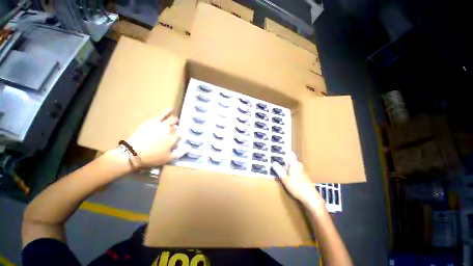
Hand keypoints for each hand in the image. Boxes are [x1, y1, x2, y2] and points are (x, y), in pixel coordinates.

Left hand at [126, 108, 186, 167]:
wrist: (134, 152)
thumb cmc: (153, 157)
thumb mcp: (169, 159)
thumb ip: (180, 153)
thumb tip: (188, 147)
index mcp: (174, 138)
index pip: (183, 135)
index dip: (185, 135)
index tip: (186, 137)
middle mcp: (170, 130)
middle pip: (177, 127)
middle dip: (179, 128)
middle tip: (178, 130)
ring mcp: (161, 124)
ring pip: (171, 120)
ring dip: (175, 120)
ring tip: (176, 120)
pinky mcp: (153, 121)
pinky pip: (161, 115)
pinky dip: (167, 111)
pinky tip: (170, 109)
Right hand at [272, 152, 324, 206]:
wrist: (311, 197)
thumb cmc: (296, 187)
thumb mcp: (285, 179)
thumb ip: (279, 171)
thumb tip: (274, 163)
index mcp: (294, 166)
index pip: (292, 157)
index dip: (290, 154)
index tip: (288, 150)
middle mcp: (300, 168)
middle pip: (296, 162)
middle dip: (292, 161)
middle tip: (287, 163)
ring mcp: (304, 174)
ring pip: (299, 168)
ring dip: (294, 167)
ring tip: (289, 171)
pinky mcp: (307, 180)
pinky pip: (301, 173)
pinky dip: (297, 173)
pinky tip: (294, 179)